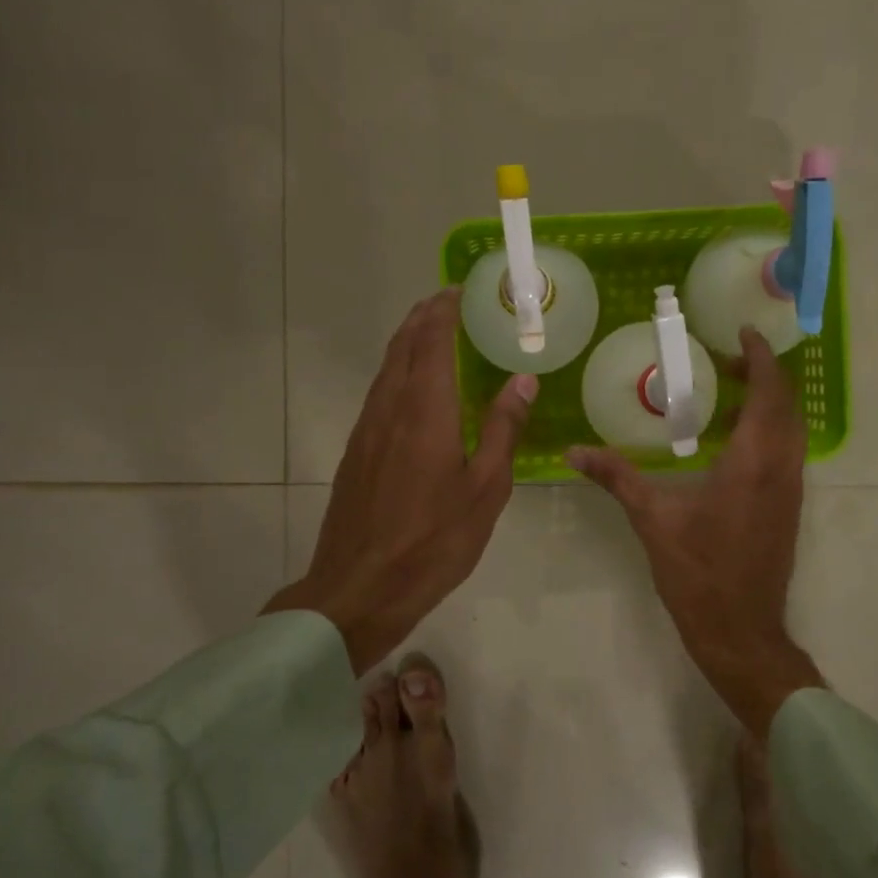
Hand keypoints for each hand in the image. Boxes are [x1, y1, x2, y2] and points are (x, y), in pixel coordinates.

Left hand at [266, 288, 536, 674]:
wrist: (359, 588)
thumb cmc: (434, 540)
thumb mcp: (485, 488)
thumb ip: (503, 429)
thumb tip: (522, 380)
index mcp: (425, 411)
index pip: (431, 341)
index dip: (444, 311)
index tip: (460, 290)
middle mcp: (389, 409)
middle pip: (403, 347)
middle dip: (423, 318)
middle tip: (449, 303)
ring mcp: (366, 430)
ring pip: (386, 370)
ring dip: (408, 344)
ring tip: (433, 335)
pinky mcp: (355, 453)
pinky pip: (379, 395)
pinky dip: (398, 374)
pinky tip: (414, 391)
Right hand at [567, 328, 824, 737]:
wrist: (741, 631)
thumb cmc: (699, 573)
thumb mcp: (653, 520)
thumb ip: (617, 478)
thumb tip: (573, 452)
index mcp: (753, 461)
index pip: (769, 392)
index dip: (760, 357)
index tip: (743, 333)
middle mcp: (782, 467)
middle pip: (786, 404)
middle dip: (762, 374)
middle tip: (725, 360)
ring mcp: (790, 490)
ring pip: (791, 430)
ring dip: (768, 402)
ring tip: (726, 392)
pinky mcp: (788, 508)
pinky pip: (786, 452)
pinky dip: (768, 430)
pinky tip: (731, 441)